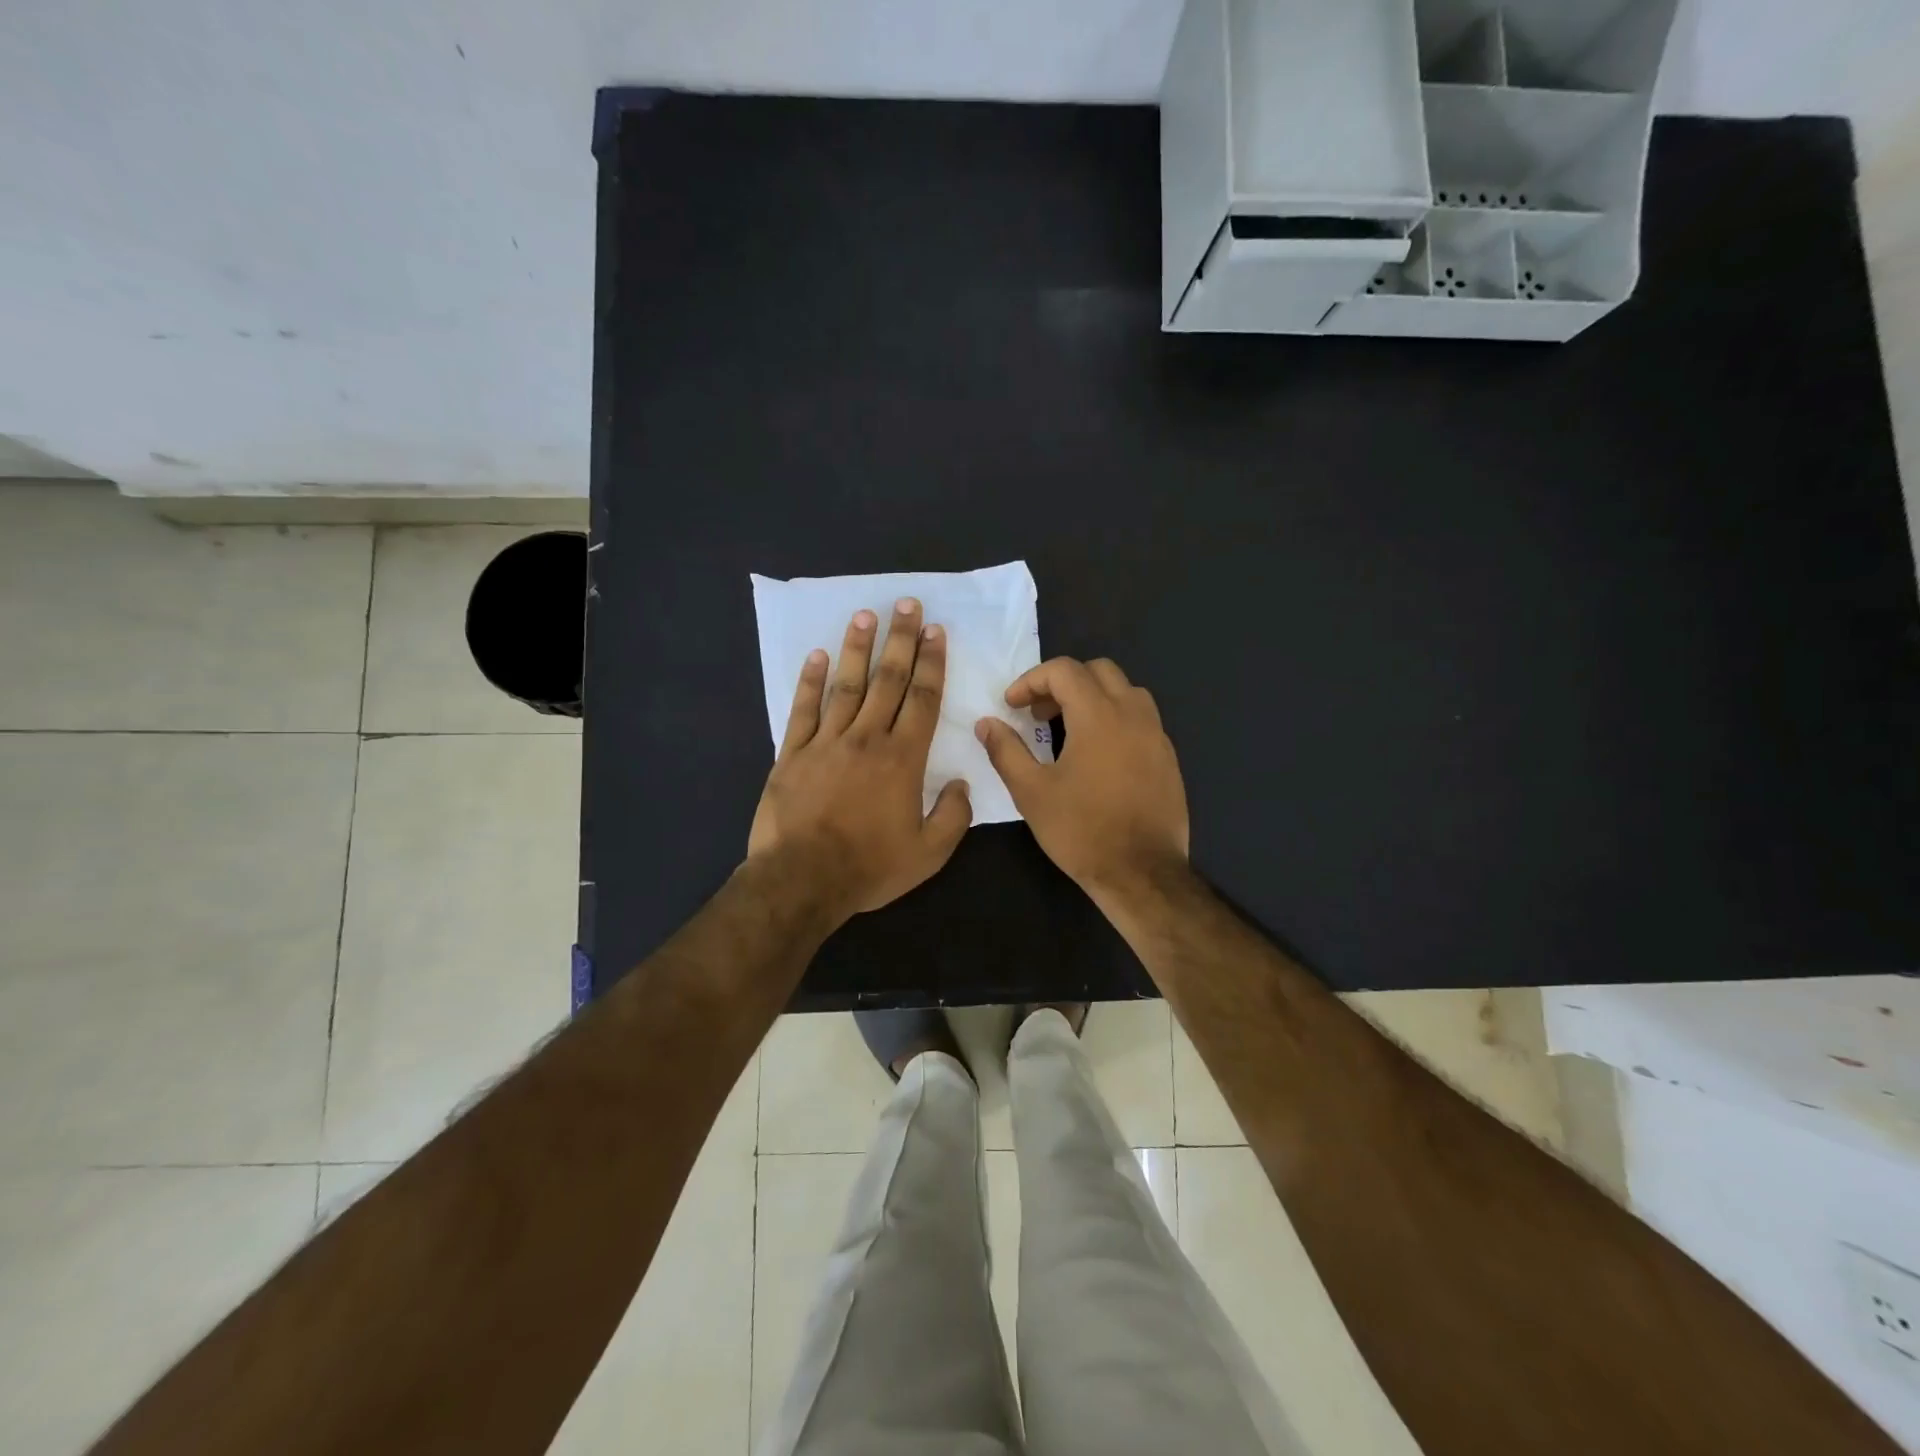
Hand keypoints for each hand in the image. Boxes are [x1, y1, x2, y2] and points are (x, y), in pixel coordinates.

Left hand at [748, 600, 971, 924]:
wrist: (802, 880)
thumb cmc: (869, 867)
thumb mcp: (928, 853)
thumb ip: (953, 816)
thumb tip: (962, 784)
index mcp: (902, 759)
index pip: (922, 699)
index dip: (931, 663)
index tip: (936, 632)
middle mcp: (866, 739)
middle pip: (887, 680)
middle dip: (900, 640)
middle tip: (907, 605)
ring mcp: (825, 742)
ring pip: (845, 685)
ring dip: (857, 649)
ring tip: (865, 615)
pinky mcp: (791, 754)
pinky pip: (802, 710)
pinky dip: (809, 682)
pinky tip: (816, 656)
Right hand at [975, 657, 1188, 900]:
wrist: (1141, 873)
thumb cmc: (1080, 830)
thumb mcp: (1031, 792)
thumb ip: (1006, 750)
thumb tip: (986, 723)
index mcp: (1099, 715)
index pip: (1064, 670)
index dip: (1031, 681)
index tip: (1012, 706)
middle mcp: (1133, 714)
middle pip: (1099, 670)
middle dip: (1063, 682)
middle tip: (1040, 714)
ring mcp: (1157, 735)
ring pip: (1126, 691)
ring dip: (1094, 697)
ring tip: (1069, 729)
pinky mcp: (1168, 758)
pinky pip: (1141, 719)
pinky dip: (1115, 719)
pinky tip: (1099, 756)